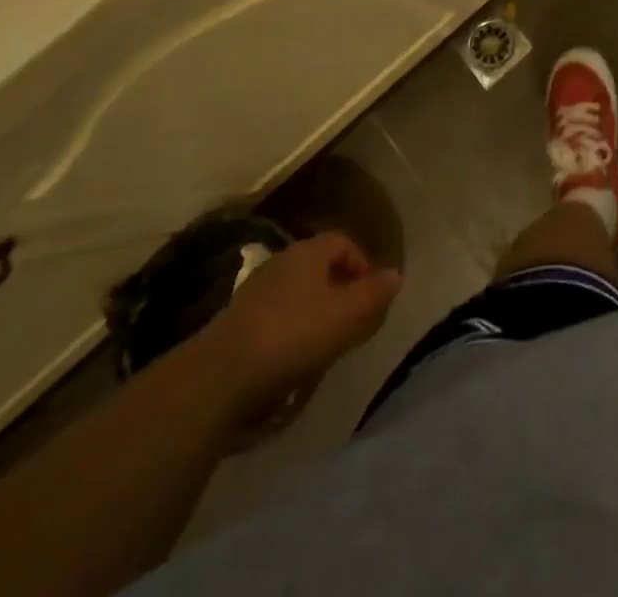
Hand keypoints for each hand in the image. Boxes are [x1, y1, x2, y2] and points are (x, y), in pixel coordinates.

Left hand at [198, 231, 400, 418]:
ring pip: (297, 294)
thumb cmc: (293, 334)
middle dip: (340, 292)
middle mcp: (281, 262)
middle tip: (354, 321)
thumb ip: (374, 293)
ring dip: (316, 314)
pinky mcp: (237, 323)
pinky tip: (294, 361)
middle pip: (320, 267)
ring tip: (327, 346)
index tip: (372, 294)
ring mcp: (255, 291)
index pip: (343, 242)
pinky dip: (291, 332)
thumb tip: (396, 274)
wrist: (220, 375)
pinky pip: (276, 318)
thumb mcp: (346, 314)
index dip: (362, 263)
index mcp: (308, 253)